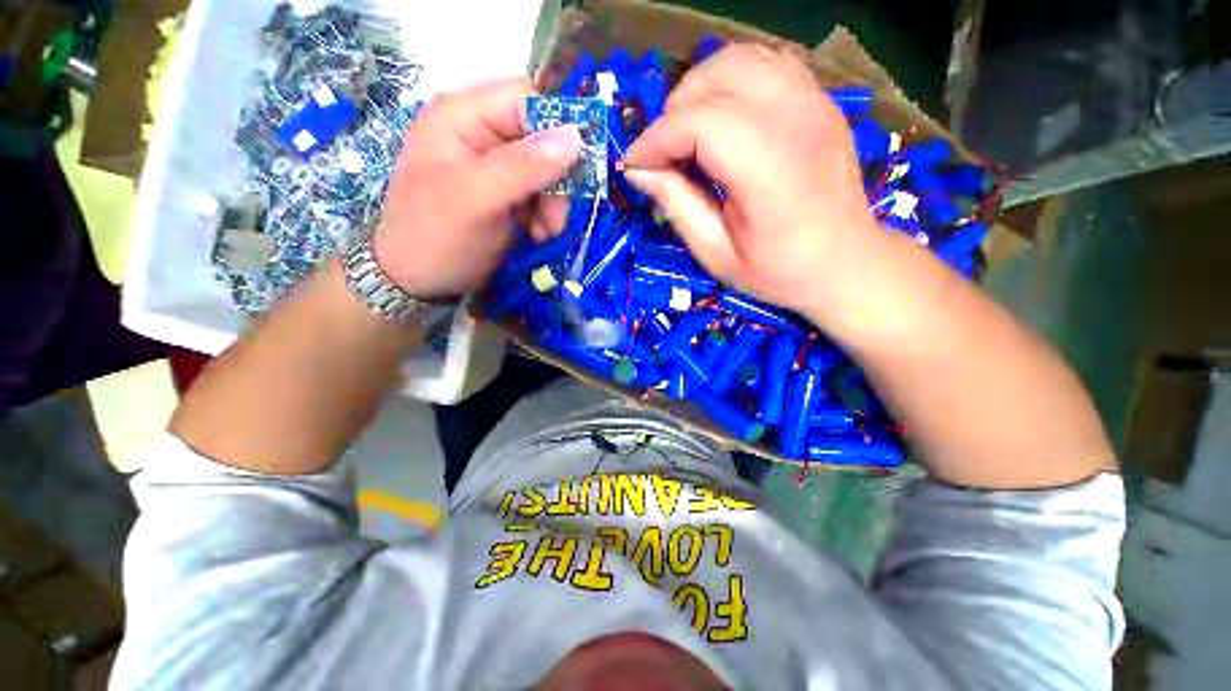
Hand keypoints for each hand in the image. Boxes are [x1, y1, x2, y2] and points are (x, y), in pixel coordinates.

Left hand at [374, 78, 581, 298]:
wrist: (419, 283)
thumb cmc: (436, 236)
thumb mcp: (476, 199)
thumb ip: (523, 166)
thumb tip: (576, 135)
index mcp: (462, 116)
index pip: (524, 99)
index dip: (556, 126)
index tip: (575, 167)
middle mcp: (481, 135)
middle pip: (541, 138)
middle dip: (556, 179)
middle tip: (555, 216)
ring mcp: (495, 168)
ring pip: (547, 172)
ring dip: (553, 204)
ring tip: (545, 232)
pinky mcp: (506, 196)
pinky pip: (542, 196)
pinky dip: (547, 217)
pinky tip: (538, 236)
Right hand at [622, 44, 879, 316]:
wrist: (845, 262)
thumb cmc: (778, 270)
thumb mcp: (716, 253)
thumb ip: (677, 206)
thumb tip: (638, 171)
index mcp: (768, 170)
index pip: (698, 123)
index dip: (655, 140)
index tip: (634, 166)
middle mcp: (794, 121)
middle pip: (715, 82)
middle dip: (673, 115)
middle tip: (662, 156)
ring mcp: (813, 102)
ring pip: (738, 61)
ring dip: (699, 90)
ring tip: (687, 132)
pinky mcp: (819, 99)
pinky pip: (766, 63)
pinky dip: (731, 79)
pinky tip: (722, 114)